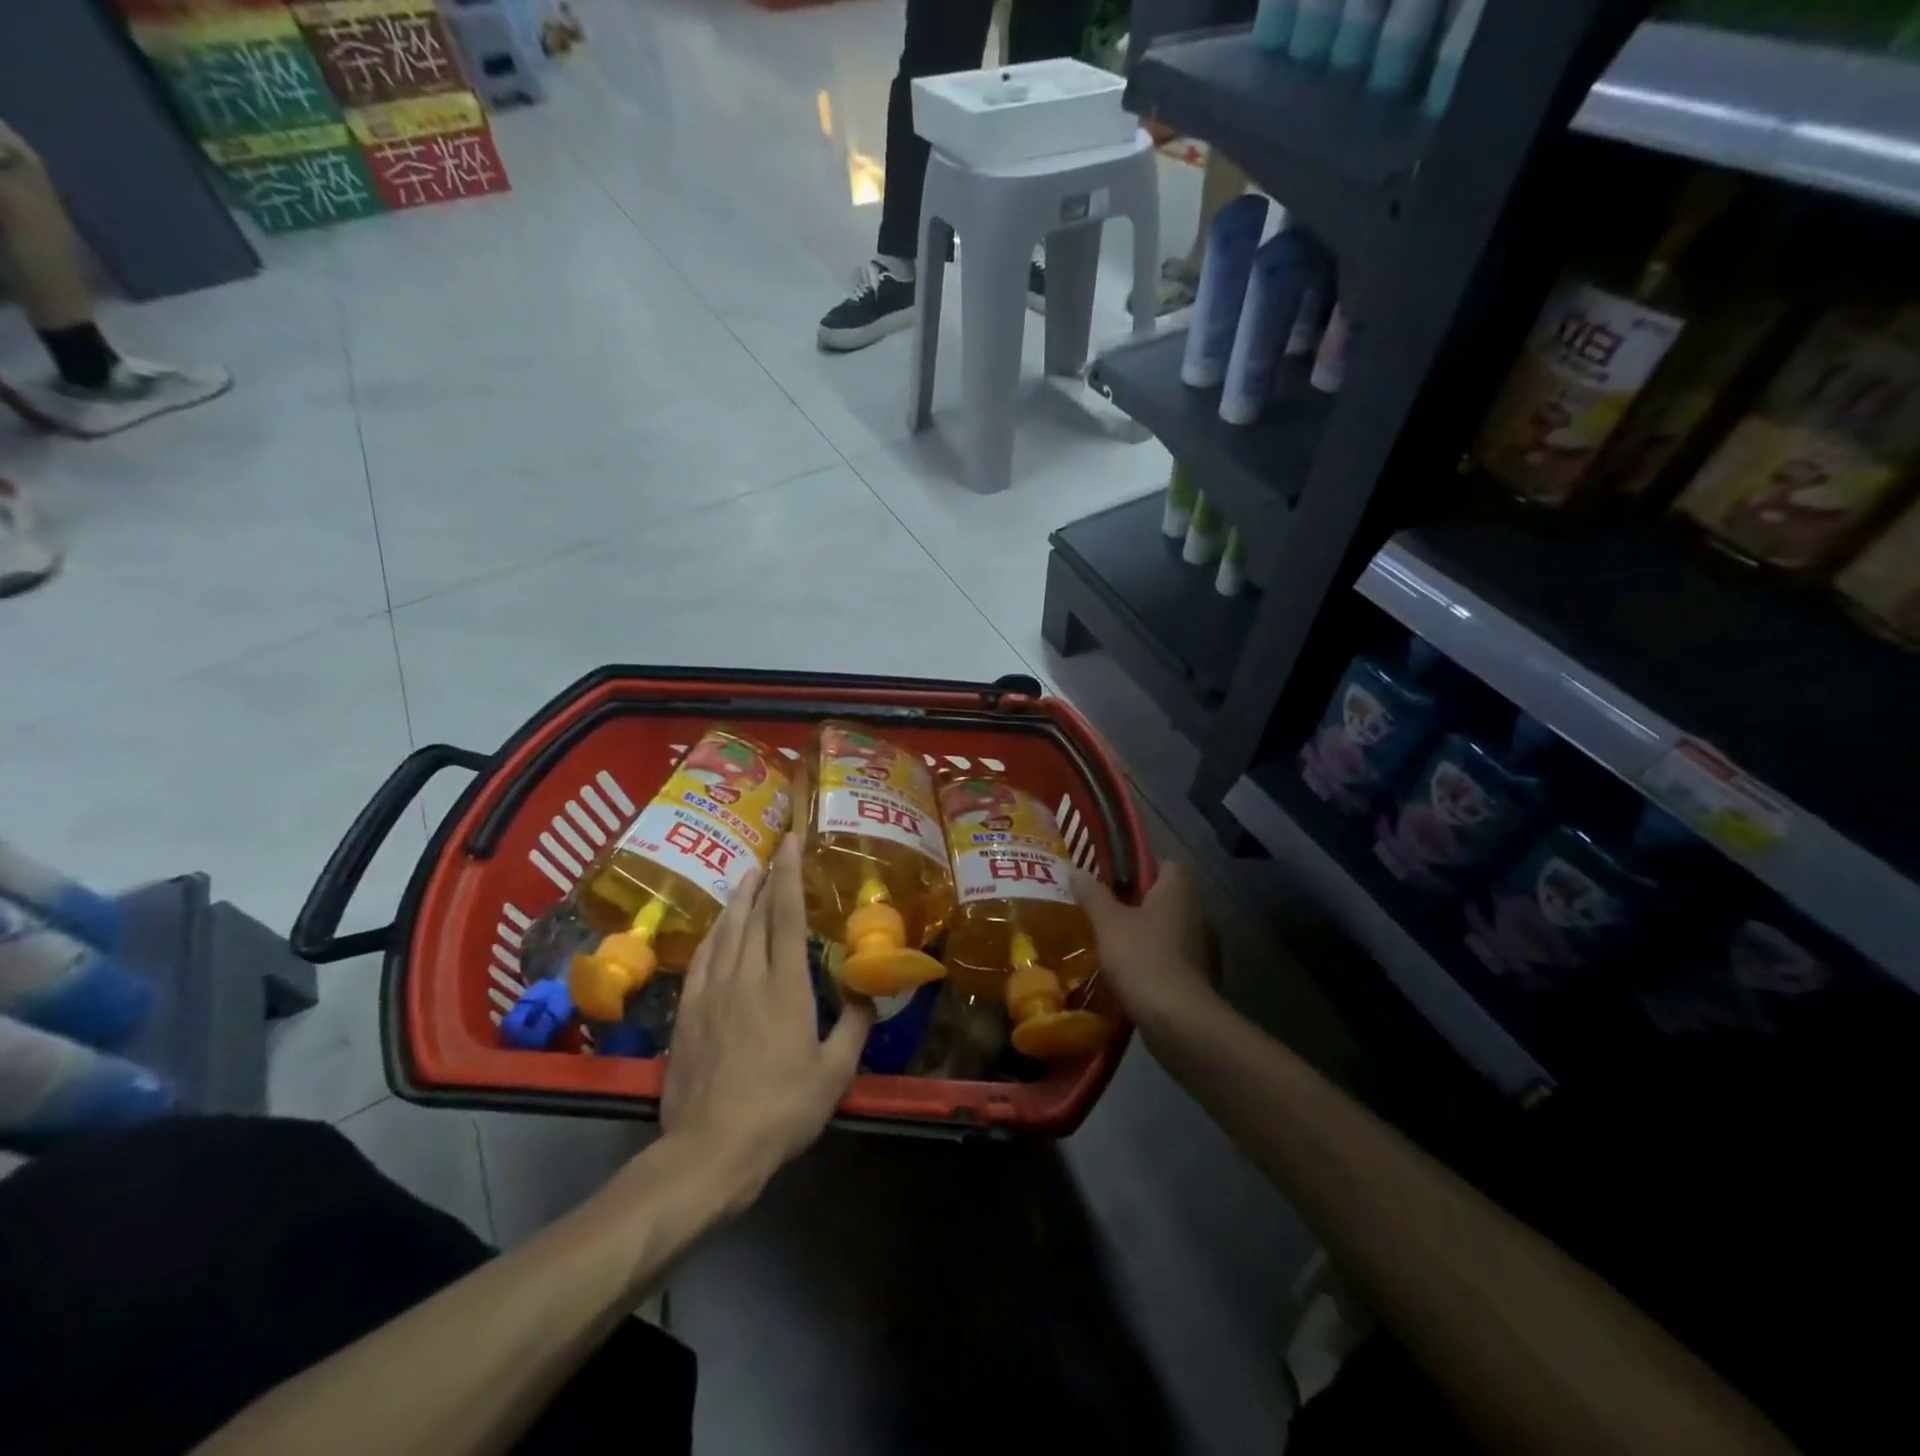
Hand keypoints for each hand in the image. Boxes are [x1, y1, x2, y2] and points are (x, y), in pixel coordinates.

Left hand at [662, 834, 872, 1193]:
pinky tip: (717, 926)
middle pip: (755, 915)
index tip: (790, 843)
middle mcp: (747, 976)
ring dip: (738, 899)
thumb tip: (866, 989)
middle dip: (765, 879)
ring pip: (726, 930)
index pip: (787, 915)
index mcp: (785, 986)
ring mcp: (712, 991)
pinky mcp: (688, 1011)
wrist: (710, 1150)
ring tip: (747, 877)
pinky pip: (702, 957)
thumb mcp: (835, 1074)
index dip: (789, 874)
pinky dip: (713, 933)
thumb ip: (854, 1025)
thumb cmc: (781, 1110)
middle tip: (772, 854)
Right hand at [1072, 860, 1217, 1041]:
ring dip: (1145, 935)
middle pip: (1166, 899)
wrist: (1177, 1020)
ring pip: (1168, 931)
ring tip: (1112, 944)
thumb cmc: (1142, 958)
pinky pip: (1172, 960)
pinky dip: (1153, 963)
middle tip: (1105, 912)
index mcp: (1177, 892)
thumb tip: (1076, 869)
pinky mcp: (1198, 978)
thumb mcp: (1108, 922)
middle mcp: (1196, 914)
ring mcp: (1201, 949)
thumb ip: (1093, 895)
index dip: (1142, 869)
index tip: (1116, 880)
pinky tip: (1128, 973)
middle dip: (1138, 905)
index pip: (1168, 865)